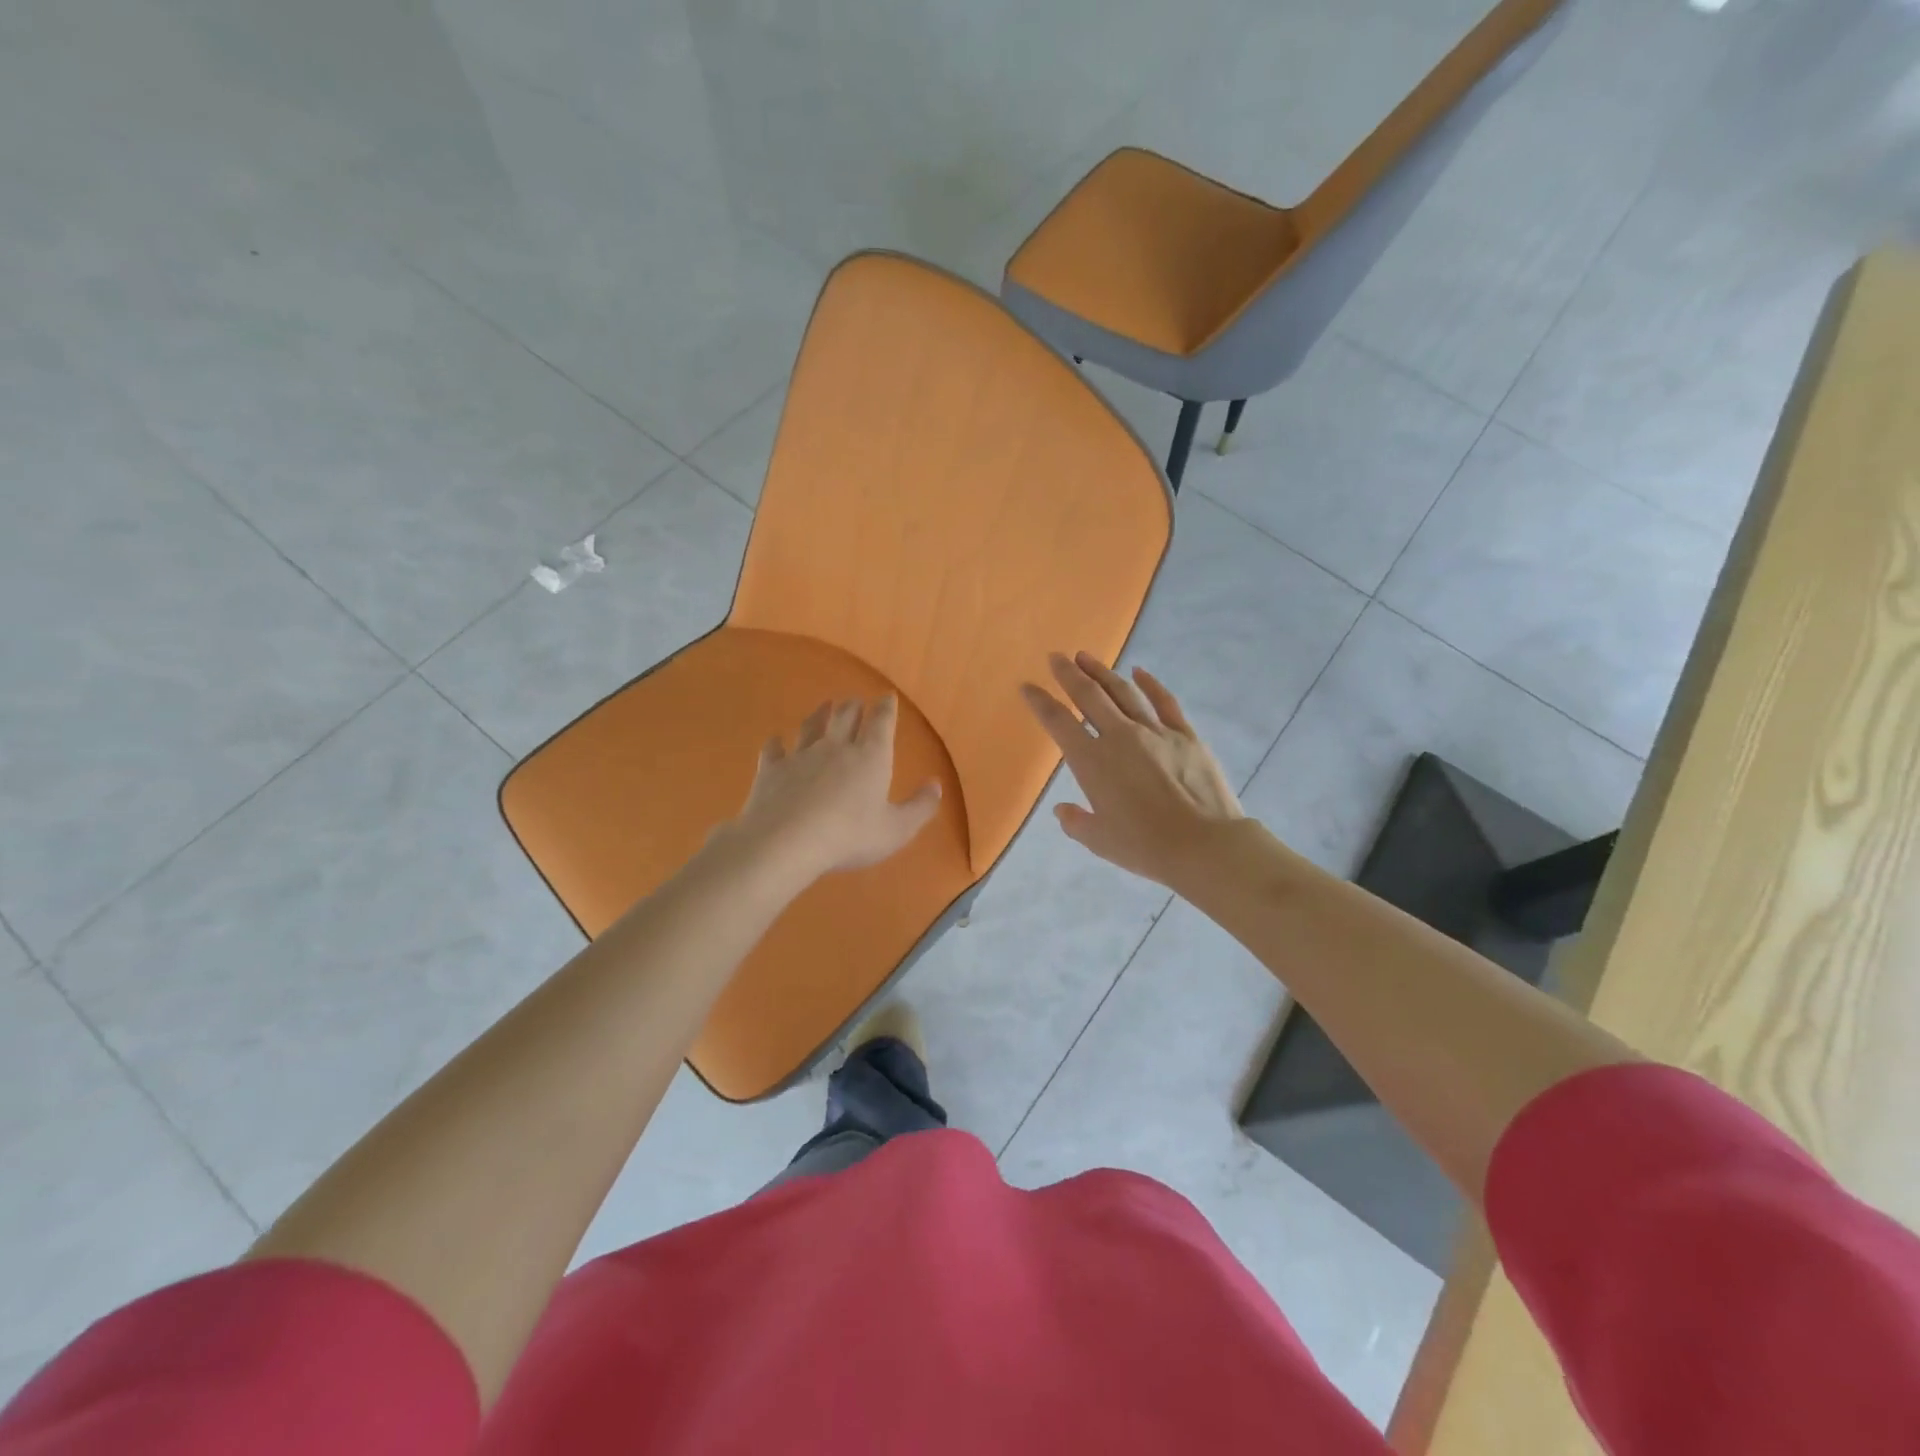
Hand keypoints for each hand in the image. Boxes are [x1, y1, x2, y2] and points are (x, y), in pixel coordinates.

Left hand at [724, 696, 941, 885]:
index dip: (886, 708)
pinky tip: (776, 741)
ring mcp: (801, 755)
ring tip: (824, 706)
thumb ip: (920, 807)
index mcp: (870, 757)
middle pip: (846, 717)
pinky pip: (774, 749)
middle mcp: (836, 747)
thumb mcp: (896, 829)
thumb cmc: (850, 836)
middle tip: (855, 701)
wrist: (786, 840)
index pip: (881, 724)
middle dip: (853, 706)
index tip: (887, 697)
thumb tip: (936, 785)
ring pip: (811, 726)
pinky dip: (776, 743)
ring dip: (819, 714)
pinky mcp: (772, 769)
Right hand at [1020, 652, 1242, 889]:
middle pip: (1089, 696)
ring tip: (1086, 657)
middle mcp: (1119, 737)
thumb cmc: (1145, 847)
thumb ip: (1075, 822)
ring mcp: (1155, 731)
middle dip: (1068, 674)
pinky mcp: (1185, 735)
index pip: (1058, 723)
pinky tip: (1139, 672)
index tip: (1027, 686)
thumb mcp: (1100, 840)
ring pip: (1123, 692)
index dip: (1040, 702)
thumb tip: (1063, 810)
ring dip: (1102, 672)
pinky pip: (1164, 702)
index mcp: (1092, 762)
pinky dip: (1150, 684)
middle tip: (1056, 657)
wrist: (1203, 845)